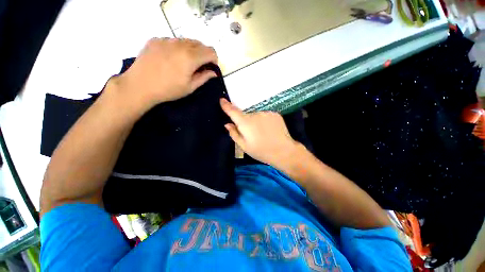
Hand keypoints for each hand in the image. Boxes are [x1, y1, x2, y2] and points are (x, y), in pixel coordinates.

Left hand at [108, 38, 217, 114]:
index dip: (214, 59)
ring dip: (191, 49)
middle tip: (199, 65)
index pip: (210, 51)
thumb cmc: (168, 90)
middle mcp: (180, 44)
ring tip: (184, 62)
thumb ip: (204, 77)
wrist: (140, 86)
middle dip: (203, 54)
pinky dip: (177, 47)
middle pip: (199, 44)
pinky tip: (171, 58)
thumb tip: (213, 72)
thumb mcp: (190, 87)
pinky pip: (173, 40)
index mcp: (190, 57)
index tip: (210, 67)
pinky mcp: (156, 40)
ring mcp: (166, 40)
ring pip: (186, 40)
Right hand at [220, 98, 302, 167]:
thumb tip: (227, 124)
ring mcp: (266, 113)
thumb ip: (234, 133)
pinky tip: (269, 130)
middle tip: (252, 134)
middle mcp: (255, 114)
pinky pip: (265, 115)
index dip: (226, 105)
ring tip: (262, 133)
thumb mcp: (244, 146)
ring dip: (256, 122)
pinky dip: (265, 121)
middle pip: (246, 115)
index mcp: (245, 122)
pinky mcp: (275, 114)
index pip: (233, 111)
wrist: (283, 151)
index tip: (222, 100)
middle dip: (246, 123)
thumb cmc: (261, 151)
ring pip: (256, 115)